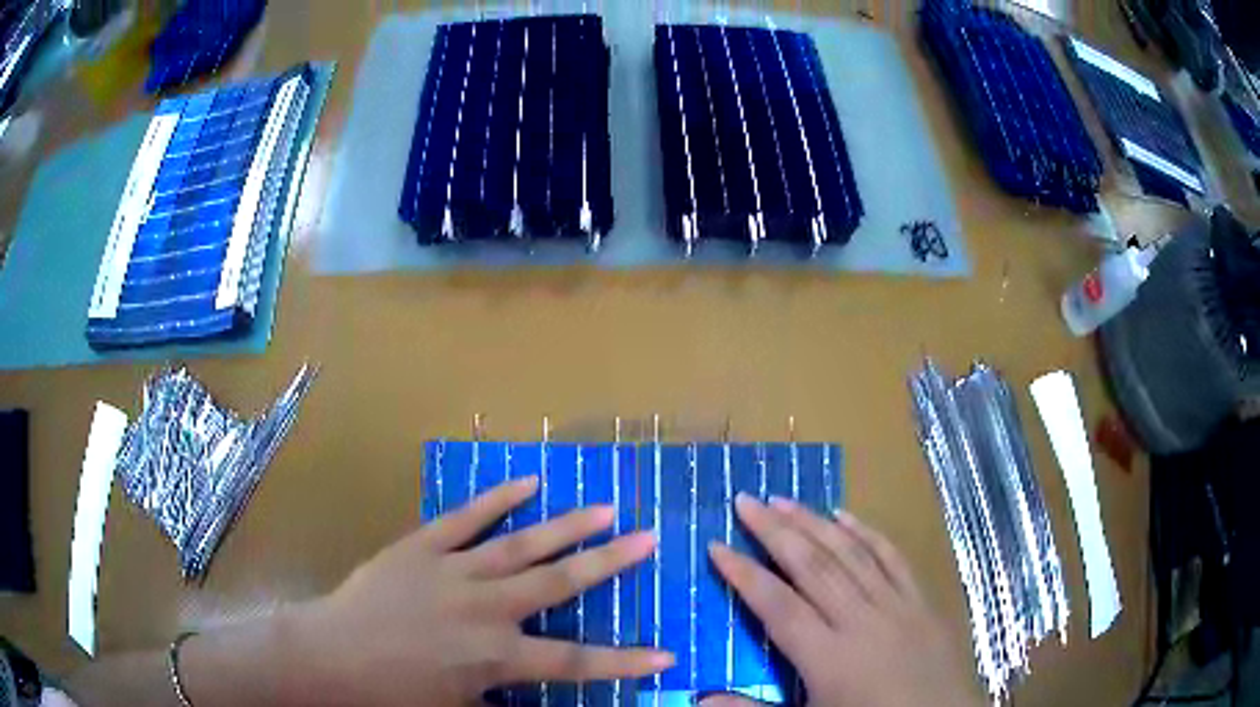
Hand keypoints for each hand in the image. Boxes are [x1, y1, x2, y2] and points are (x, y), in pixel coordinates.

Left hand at [288, 476, 673, 705]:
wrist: (331, 657)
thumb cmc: (393, 694)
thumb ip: (499, 700)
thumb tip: (530, 696)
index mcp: (497, 656)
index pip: (576, 661)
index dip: (624, 661)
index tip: (666, 654)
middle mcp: (486, 608)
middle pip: (560, 582)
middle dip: (610, 562)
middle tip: (648, 538)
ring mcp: (454, 570)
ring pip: (521, 544)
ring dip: (567, 525)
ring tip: (604, 507)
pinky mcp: (423, 547)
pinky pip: (466, 519)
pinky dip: (498, 500)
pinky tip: (527, 482)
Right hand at [705, 495, 977, 706]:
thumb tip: (699, 696)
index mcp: (829, 658)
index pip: (777, 606)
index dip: (744, 575)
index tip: (716, 546)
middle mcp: (861, 621)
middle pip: (812, 567)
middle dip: (775, 531)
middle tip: (746, 501)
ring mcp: (897, 606)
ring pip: (850, 554)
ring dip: (815, 523)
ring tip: (785, 499)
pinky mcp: (923, 602)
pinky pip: (893, 559)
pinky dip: (868, 533)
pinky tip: (847, 515)